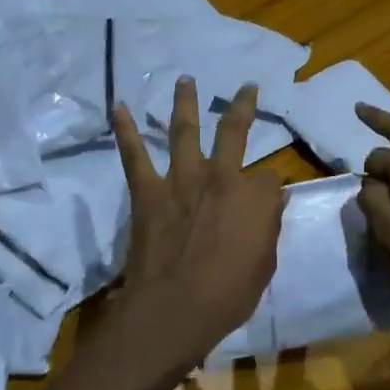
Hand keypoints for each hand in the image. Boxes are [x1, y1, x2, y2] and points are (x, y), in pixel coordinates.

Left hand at [107, 77, 285, 379]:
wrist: (174, 309)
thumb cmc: (228, 296)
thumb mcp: (264, 265)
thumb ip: (267, 229)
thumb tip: (269, 205)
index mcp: (256, 197)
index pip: (271, 178)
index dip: (269, 189)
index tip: (266, 200)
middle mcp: (222, 177)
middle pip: (235, 131)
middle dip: (244, 106)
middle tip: (247, 89)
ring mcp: (182, 180)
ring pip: (185, 130)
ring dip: (186, 102)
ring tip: (185, 80)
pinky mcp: (148, 191)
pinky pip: (135, 155)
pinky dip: (126, 130)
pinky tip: (119, 107)